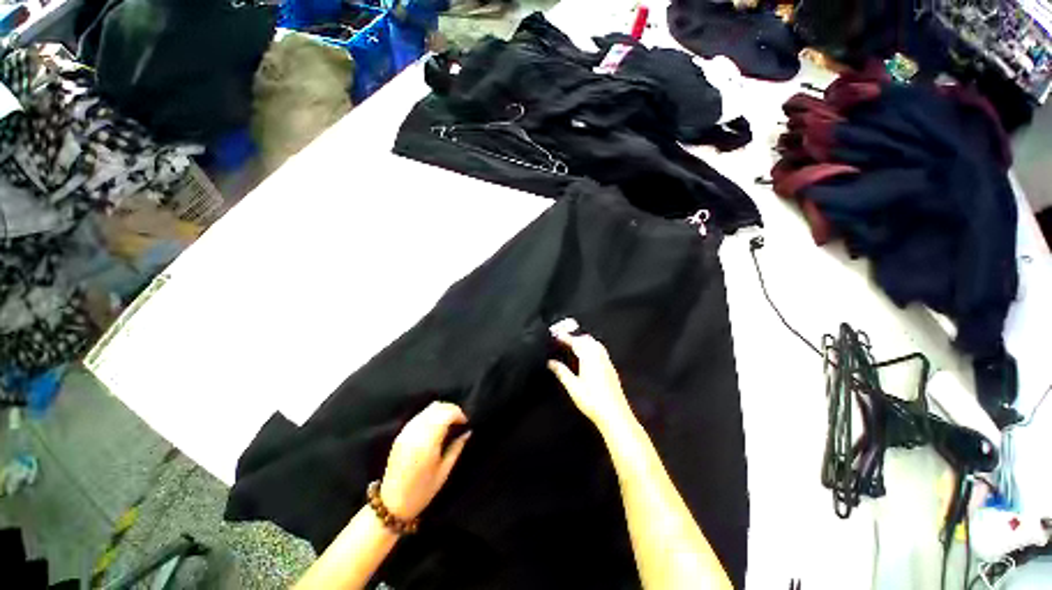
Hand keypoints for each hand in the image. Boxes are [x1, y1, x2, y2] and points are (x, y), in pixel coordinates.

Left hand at [379, 401, 470, 519]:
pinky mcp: (400, 434)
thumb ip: (456, 447)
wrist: (392, 504)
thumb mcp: (444, 471)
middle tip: (459, 422)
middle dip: (451, 410)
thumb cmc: (422, 491)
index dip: (459, 413)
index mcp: (427, 441)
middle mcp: (416, 432)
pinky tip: (436, 427)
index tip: (466, 422)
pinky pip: (419, 416)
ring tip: (449, 423)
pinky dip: (430, 415)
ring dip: (441, 411)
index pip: (446, 413)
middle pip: (437, 407)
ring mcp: (406, 431)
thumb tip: (467, 431)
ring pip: (428, 409)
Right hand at [547, 323, 635, 432]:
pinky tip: (588, 357)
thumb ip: (561, 372)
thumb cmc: (593, 401)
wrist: (614, 415)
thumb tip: (551, 363)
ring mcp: (607, 363)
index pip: (576, 342)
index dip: (565, 337)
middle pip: (587, 340)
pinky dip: (592, 348)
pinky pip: (601, 351)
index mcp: (589, 358)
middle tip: (564, 340)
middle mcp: (599, 357)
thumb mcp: (573, 387)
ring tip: (574, 346)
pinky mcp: (611, 369)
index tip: (557, 335)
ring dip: (585, 342)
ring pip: (596, 345)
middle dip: (575, 337)